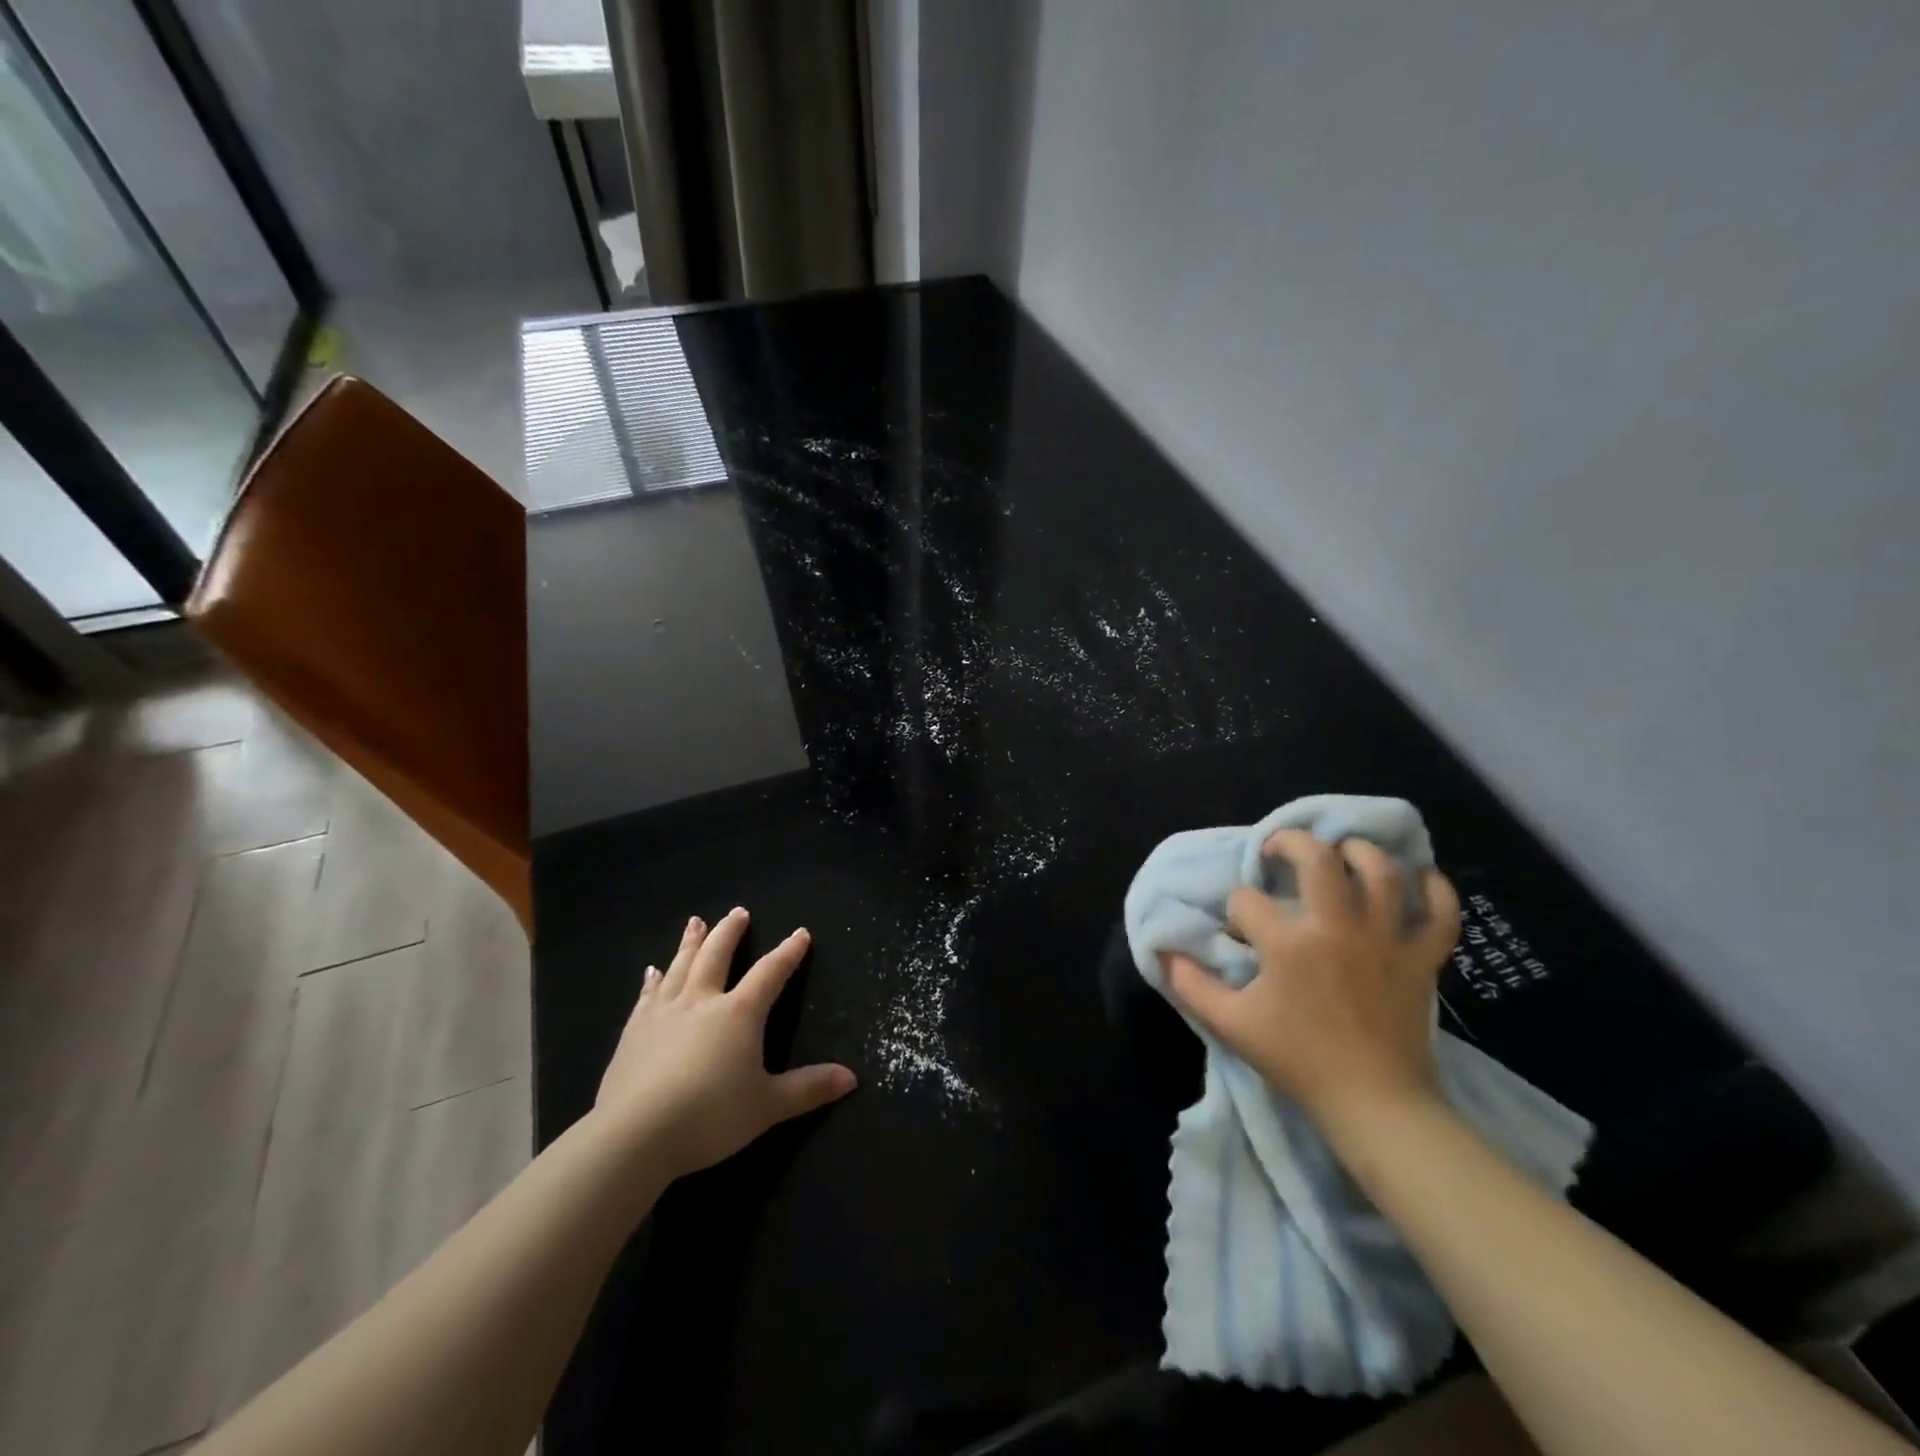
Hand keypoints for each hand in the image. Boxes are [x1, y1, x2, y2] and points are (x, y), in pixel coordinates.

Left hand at [595, 907, 856, 1178]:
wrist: (635, 1134)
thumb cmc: (709, 1116)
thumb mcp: (768, 1106)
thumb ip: (808, 1089)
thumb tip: (852, 1077)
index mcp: (740, 1013)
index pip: (770, 973)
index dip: (788, 953)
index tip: (800, 934)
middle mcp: (702, 1001)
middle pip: (718, 955)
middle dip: (731, 932)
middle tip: (739, 912)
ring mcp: (664, 1012)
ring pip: (681, 966)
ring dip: (691, 942)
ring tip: (696, 921)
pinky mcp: (634, 1030)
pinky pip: (647, 995)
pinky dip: (653, 979)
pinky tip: (652, 971)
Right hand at [1161, 829, 1461, 1124]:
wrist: (1373, 1103)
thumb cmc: (1298, 1060)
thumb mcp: (1231, 1024)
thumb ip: (1191, 984)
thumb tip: (1164, 952)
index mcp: (1289, 944)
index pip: (1248, 902)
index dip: (1236, 912)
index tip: (1240, 935)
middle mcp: (1338, 927)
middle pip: (1318, 857)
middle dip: (1291, 843)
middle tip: (1278, 852)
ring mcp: (1386, 940)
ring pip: (1381, 872)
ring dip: (1358, 853)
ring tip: (1341, 855)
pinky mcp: (1422, 959)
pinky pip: (1441, 913)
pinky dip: (1435, 890)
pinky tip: (1420, 878)